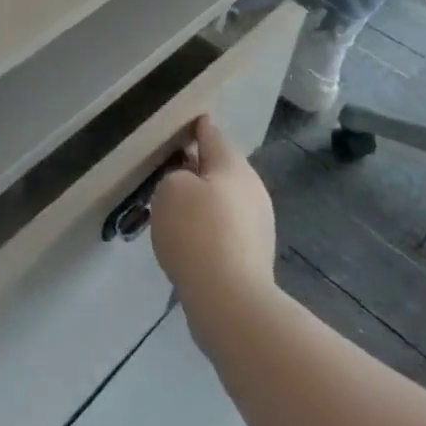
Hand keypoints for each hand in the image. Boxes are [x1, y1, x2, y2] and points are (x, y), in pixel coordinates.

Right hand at [149, 115, 277, 310]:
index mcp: (233, 165)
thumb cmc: (196, 232)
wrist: (230, 300)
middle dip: (196, 168)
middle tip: (166, 173)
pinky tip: (189, 240)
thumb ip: (175, 175)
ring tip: (173, 210)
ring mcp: (258, 223)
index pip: (211, 134)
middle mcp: (252, 188)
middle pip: (219, 168)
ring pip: (223, 199)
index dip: (194, 127)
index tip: (180, 124)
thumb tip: (189, 184)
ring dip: (202, 200)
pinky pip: (225, 228)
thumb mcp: (170, 188)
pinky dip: (208, 227)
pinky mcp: (254, 254)